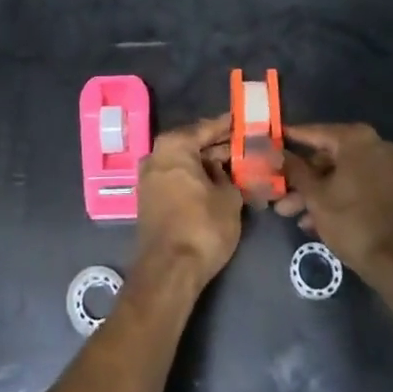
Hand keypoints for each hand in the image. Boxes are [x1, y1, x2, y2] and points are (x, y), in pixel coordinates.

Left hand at [135, 115, 242, 290]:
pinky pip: (176, 178)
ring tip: (234, 165)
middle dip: (217, 147)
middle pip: (192, 144)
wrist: (169, 270)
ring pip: (184, 163)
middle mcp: (156, 155)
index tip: (243, 121)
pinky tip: (215, 184)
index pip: (205, 128)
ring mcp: (149, 177)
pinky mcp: (149, 198)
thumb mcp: (228, 198)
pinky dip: (194, 178)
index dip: (226, 126)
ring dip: (206, 164)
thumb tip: (222, 169)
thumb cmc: (202, 226)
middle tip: (243, 146)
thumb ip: (228, 175)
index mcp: (174, 146)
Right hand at [277, 123, 392, 286]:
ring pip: (343, 175)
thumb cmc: (353, 222)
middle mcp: (376, 146)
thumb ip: (295, 170)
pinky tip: (316, 222)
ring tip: (293, 216)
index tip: (273, 141)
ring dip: (318, 193)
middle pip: (329, 157)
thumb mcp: (315, 196)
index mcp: (357, 139)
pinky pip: (359, 186)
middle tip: (280, 193)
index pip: (315, 133)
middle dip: (303, 179)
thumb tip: (278, 152)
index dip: (292, 139)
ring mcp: (390, 169)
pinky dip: (339, 198)